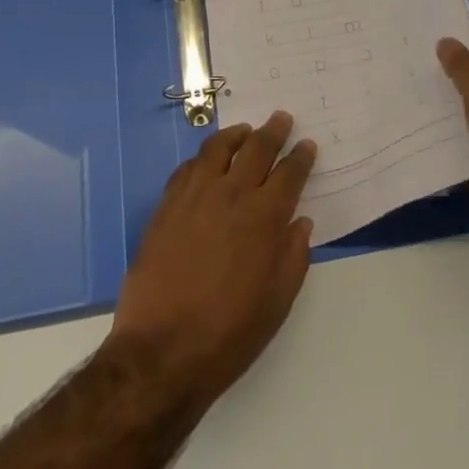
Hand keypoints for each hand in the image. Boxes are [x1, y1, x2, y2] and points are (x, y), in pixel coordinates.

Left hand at [109, 112, 316, 409]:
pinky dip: (202, 157)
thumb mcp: (277, 302)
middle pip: (257, 148)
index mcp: (265, 217)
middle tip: (281, 118)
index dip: (301, 157)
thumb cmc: (229, 333)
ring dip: (236, 134)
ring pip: (218, 148)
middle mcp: (232, 195)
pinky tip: (206, 161)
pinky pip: (187, 167)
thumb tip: (300, 222)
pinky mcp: (167, 205)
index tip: (307, 145)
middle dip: (273, 131)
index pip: (290, 174)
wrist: (162, 350)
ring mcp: (195, 196)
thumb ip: (293, 257)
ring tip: (244, 130)